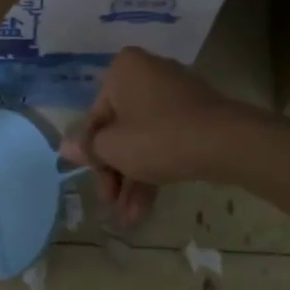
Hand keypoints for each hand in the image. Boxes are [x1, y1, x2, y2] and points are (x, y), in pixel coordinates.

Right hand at [60, 49, 262, 227]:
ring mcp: (175, 95)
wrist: (225, 143)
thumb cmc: (157, 138)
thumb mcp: (113, 148)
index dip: (93, 155)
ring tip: (129, 219)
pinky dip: (154, 170)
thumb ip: (88, 148)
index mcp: (123, 71)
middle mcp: (148, 74)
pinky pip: (165, 141)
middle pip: (120, 130)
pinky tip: (145, 208)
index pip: (96, 117)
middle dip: (115, 174)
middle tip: (112, 205)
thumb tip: (64, 146)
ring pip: (143, 140)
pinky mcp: (196, 116)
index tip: (94, 182)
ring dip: (133, 180)